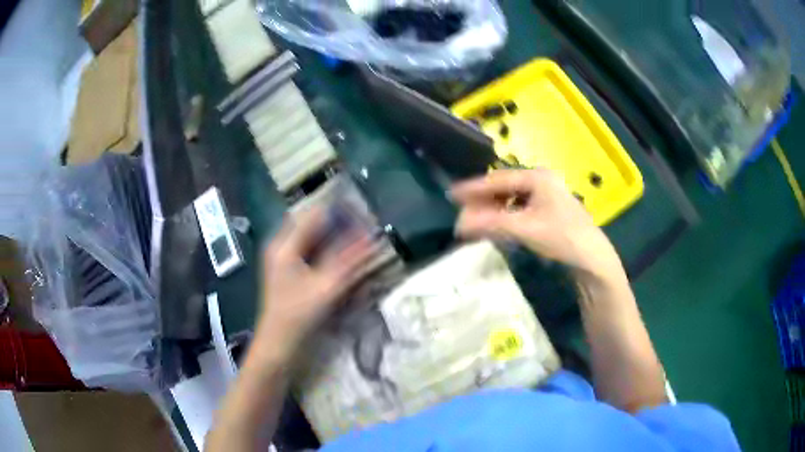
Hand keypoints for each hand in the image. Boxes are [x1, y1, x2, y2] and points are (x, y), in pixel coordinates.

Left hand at [256, 208, 375, 352]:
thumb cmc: (298, 316)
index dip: (340, 212)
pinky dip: (327, 252)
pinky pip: (310, 252)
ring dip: (334, 238)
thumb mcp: (326, 287)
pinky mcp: (288, 271)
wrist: (278, 344)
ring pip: (312, 238)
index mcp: (284, 245)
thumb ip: (348, 260)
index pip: (314, 215)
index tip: (364, 216)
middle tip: (364, 230)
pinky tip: (342, 259)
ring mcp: (282, 259)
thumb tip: (371, 237)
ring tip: (357, 242)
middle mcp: (280, 246)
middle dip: (338, 225)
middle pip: (312, 224)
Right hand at [451, 169, 625, 281]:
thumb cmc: (561, 237)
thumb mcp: (524, 228)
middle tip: (462, 211)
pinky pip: (520, 208)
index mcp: (537, 177)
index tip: (451, 194)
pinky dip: (506, 216)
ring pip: (512, 198)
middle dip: (483, 200)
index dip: (473, 188)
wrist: (592, 258)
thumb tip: (459, 224)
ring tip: (476, 220)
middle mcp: (542, 180)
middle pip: (504, 187)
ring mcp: (547, 195)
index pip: (498, 179)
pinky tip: (498, 225)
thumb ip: (491, 224)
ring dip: (494, 209)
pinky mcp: (549, 210)